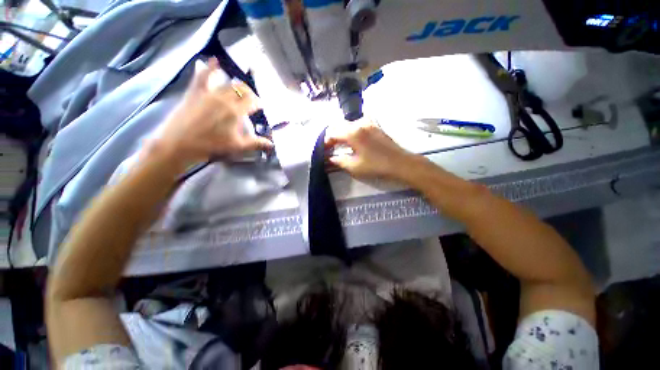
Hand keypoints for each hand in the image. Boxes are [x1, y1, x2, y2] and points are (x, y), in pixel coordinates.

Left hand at [151, 58, 272, 170]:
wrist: (179, 143)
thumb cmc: (211, 146)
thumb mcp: (237, 146)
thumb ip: (255, 143)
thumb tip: (271, 144)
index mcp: (235, 112)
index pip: (252, 102)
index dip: (258, 103)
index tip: (261, 106)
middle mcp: (224, 99)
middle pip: (242, 90)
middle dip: (250, 93)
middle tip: (253, 99)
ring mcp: (208, 93)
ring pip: (227, 83)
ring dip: (237, 84)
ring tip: (241, 88)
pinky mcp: (195, 92)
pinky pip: (203, 76)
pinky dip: (210, 68)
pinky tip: (215, 61)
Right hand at [325, 120, 417, 180]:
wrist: (399, 163)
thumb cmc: (376, 166)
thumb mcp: (354, 167)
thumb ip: (339, 161)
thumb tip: (330, 158)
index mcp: (353, 133)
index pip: (333, 133)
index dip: (326, 141)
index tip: (324, 150)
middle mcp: (359, 123)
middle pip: (340, 126)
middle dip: (333, 137)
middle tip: (331, 148)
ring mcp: (369, 123)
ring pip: (349, 125)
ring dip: (342, 134)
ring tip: (341, 145)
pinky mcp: (375, 126)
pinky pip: (358, 125)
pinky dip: (352, 132)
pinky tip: (353, 140)